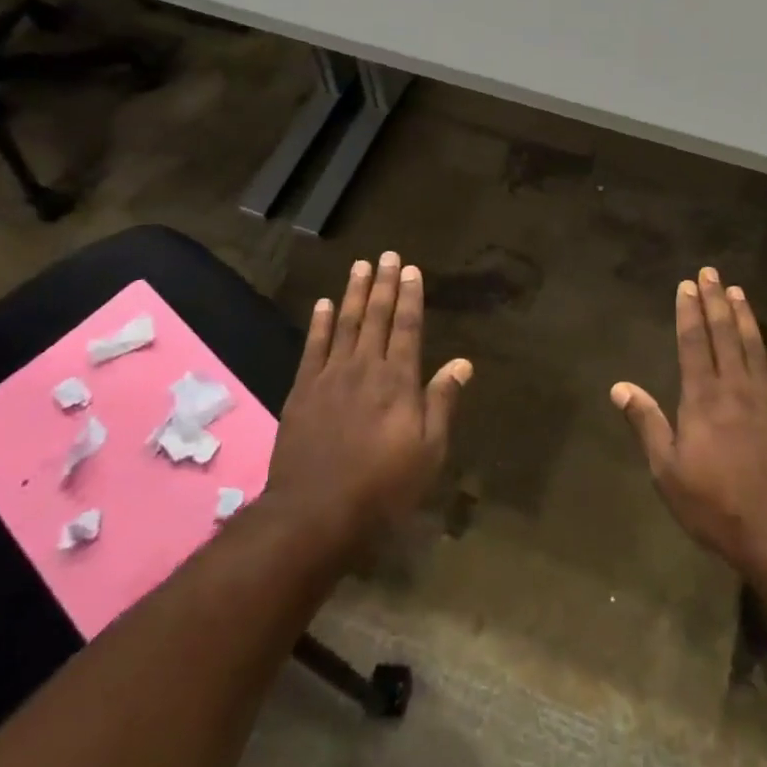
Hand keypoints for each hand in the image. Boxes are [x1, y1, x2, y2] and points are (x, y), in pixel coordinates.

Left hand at [265, 252, 471, 549]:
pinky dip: (319, 323)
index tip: (411, 270)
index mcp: (399, 381)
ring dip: (353, 293)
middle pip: (376, 317)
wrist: (315, 511)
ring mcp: (331, 376)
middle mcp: (366, 368)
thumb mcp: (429, 452)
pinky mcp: (303, 391)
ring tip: (360, 266)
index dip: (410, 297)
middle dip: (383, 284)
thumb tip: (463, 363)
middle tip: (387, 254)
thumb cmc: (382, 486)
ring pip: (345, 324)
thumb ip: (442, 402)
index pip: (408, 327)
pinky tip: (324, 304)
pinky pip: (313, 347)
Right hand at [611, 267, 766, 576]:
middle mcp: (734, 388)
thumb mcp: (667, 471)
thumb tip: (619, 387)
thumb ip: (646, 424)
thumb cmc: (715, 505)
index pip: (693, 343)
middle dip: (714, 301)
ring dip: (745, 316)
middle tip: (710, 272)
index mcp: (702, 399)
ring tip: (737, 290)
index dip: (688, 312)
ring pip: (754, 346)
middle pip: (723, 335)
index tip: (686, 286)